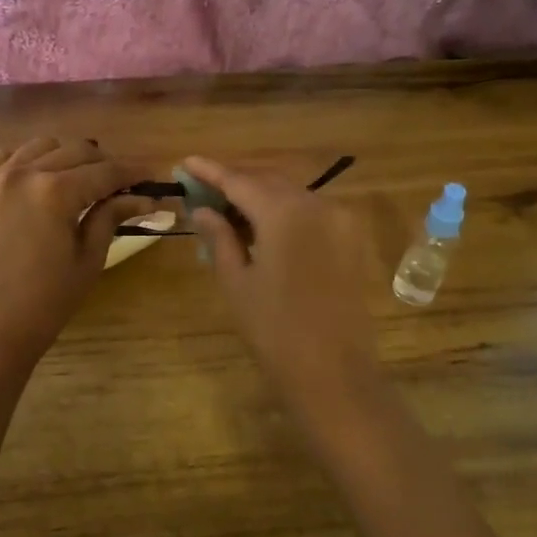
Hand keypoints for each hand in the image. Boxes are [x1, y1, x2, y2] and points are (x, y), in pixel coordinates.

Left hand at [0, 139, 148, 379]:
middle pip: (75, 151)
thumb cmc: (47, 302)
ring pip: (40, 146)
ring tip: (80, 180)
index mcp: (55, 192)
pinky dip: (25, 161)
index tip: (153, 176)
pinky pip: (2, 158)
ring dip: (66, 157)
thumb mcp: (88, 259)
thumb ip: (111, 217)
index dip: (133, 172)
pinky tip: (37, 180)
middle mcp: (24, 173)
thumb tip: (144, 198)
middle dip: (104, 164)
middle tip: (122, 184)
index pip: (105, 171)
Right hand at [182, 156, 380, 415]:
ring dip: (260, 195)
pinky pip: (311, 211)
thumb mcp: (237, 282)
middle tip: (203, 188)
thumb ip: (219, 237)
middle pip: (267, 181)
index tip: (185, 162)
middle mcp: (316, 204)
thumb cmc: (275, 331)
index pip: (239, 180)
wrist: (335, 374)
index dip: (210, 171)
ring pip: (291, 193)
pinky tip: (262, 225)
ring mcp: (340, 220)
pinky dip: (284, 210)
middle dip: (235, 181)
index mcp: (284, 212)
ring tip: (228, 207)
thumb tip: (202, 209)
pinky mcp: (351, 239)